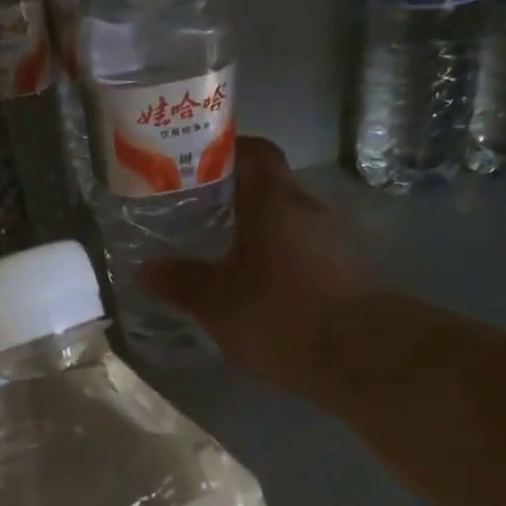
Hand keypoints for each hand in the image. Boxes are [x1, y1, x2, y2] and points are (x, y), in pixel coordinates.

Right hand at [141, 137, 365, 396]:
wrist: (358, 355)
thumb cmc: (278, 313)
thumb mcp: (217, 302)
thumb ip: (182, 282)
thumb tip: (147, 269)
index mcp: (274, 201)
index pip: (256, 151)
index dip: (228, 150)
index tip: (197, 164)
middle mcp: (308, 210)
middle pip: (270, 189)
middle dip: (235, 199)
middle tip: (198, 215)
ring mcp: (333, 242)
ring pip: (287, 225)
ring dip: (259, 234)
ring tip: (223, 256)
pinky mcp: (345, 274)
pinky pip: (303, 254)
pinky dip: (279, 262)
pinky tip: (258, 289)